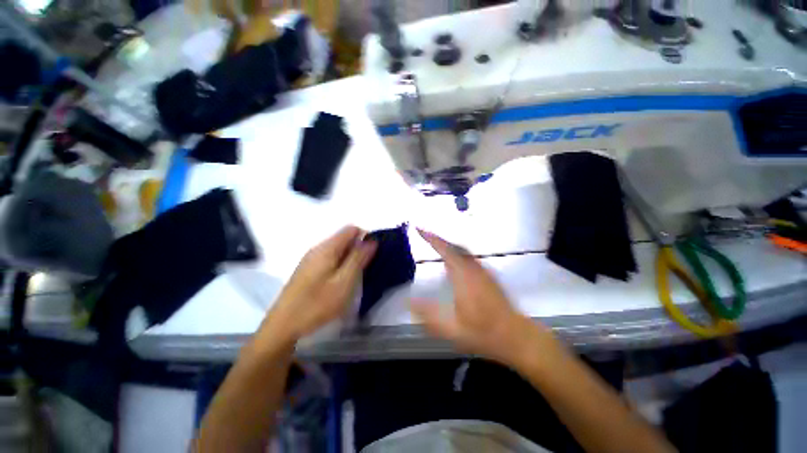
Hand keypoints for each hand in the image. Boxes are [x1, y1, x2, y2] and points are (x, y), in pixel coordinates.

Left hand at [261, 226, 376, 343]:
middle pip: (344, 238)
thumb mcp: (344, 282)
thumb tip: (371, 240)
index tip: (373, 254)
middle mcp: (318, 248)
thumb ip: (358, 258)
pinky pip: (330, 259)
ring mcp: (311, 259)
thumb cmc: (317, 304)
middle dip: (359, 248)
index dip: (365, 237)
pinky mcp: (308, 270)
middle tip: (366, 268)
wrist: (283, 327)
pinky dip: (341, 264)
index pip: (351, 229)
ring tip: (356, 276)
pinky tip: (341, 281)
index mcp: (327, 248)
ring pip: (338, 249)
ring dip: (350, 258)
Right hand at [411, 229, 550, 367]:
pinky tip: (453, 261)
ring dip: (447, 245)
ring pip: (462, 250)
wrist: (516, 336)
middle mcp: (473, 268)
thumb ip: (428, 314)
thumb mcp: (451, 329)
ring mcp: (483, 270)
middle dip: (437, 238)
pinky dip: (456, 252)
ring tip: (434, 244)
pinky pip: (468, 256)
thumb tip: (408, 300)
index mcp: (463, 276)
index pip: (445, 250)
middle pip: (453, 246)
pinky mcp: (488, 275)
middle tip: (423, 234)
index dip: (431, 237)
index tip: (418, 228)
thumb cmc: (483, 333)